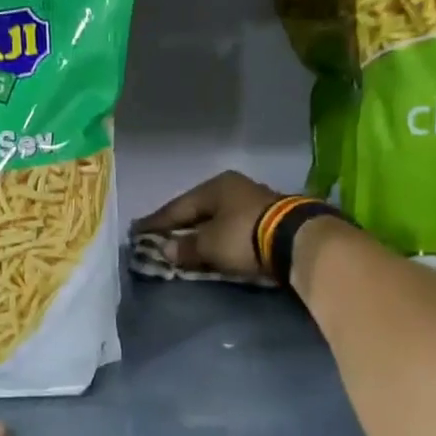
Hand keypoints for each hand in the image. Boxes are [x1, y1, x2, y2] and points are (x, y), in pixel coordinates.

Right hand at [131, 171, 283, 275]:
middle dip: (179, 225)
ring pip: (217, 218)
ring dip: (200, 232)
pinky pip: (232, 227)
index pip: (177, 206)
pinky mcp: (269, 219)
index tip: (137, 231)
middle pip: (198, 209)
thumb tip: (165, 249)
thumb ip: (185, 247)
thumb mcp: (209, 245)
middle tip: (159, 236)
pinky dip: (218, 237)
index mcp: (215, 187)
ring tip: (184, 243)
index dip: (156, 222)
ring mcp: (254, 201)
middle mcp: (234, 188)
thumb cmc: (244, 236)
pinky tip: (211, 245)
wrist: (297, 240)